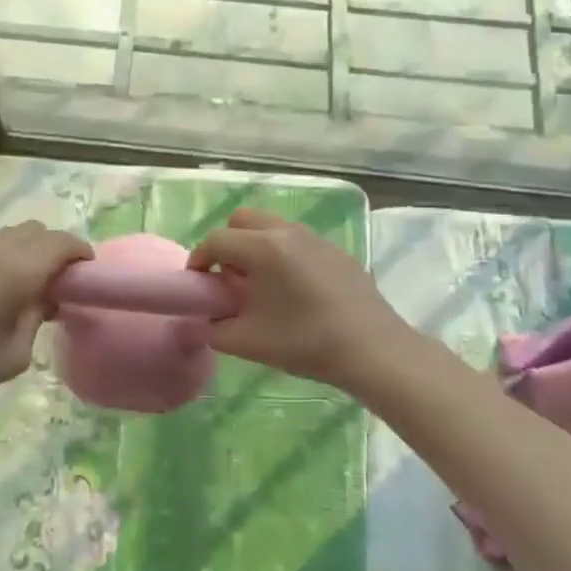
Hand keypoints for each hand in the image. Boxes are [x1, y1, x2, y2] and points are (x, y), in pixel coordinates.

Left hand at [0, 221, 92, 410]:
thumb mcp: (16, 353)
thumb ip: (36, 317)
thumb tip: (45, 298)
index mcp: (16, 270)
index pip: (59, 242)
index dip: (78, 250)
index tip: (85, 266)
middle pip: (32, 230)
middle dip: (50, 246)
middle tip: (54, 275)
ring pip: (1, 235)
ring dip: (19, 249)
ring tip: (18, 278)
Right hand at [187, 209, 408, 391]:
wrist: (373, 350)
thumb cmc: (305, 343)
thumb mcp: (248, 342)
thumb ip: (214, 329)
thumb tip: (205, 320)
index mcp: (263, 248)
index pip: (217, 240)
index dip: (199, 259)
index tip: (197, 283)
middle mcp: (287, 232)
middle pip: (242, 220)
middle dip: (227, 244)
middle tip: (229, 279)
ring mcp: (315, 238)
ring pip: (271, 227)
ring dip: (255, 247)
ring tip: (261, 285)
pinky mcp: (336, 250)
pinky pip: (296, 241)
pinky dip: (282, 254)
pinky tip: (294, 290)